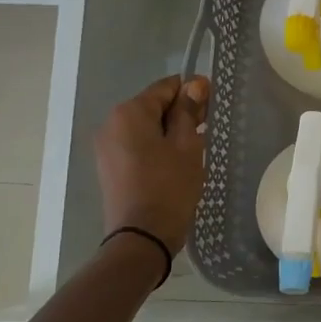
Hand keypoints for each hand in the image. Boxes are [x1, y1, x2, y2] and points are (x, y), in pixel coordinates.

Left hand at [95, 76, 209, 252]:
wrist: (142, 237)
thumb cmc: (169, 187)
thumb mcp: (187, 146)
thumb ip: (189, 112)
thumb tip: (194, 84)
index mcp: (129, 113)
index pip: (166, 87)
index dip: (192, 92)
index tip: (213, 105)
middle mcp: (111, 123)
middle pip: (153, 106)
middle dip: (181, 113)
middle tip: (207, 129)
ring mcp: (107, 146)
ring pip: (145, 127)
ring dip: (170, 131)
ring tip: (195, 149)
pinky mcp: (109, 166)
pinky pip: (136, 145)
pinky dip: (156, 147)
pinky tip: (176, 162)